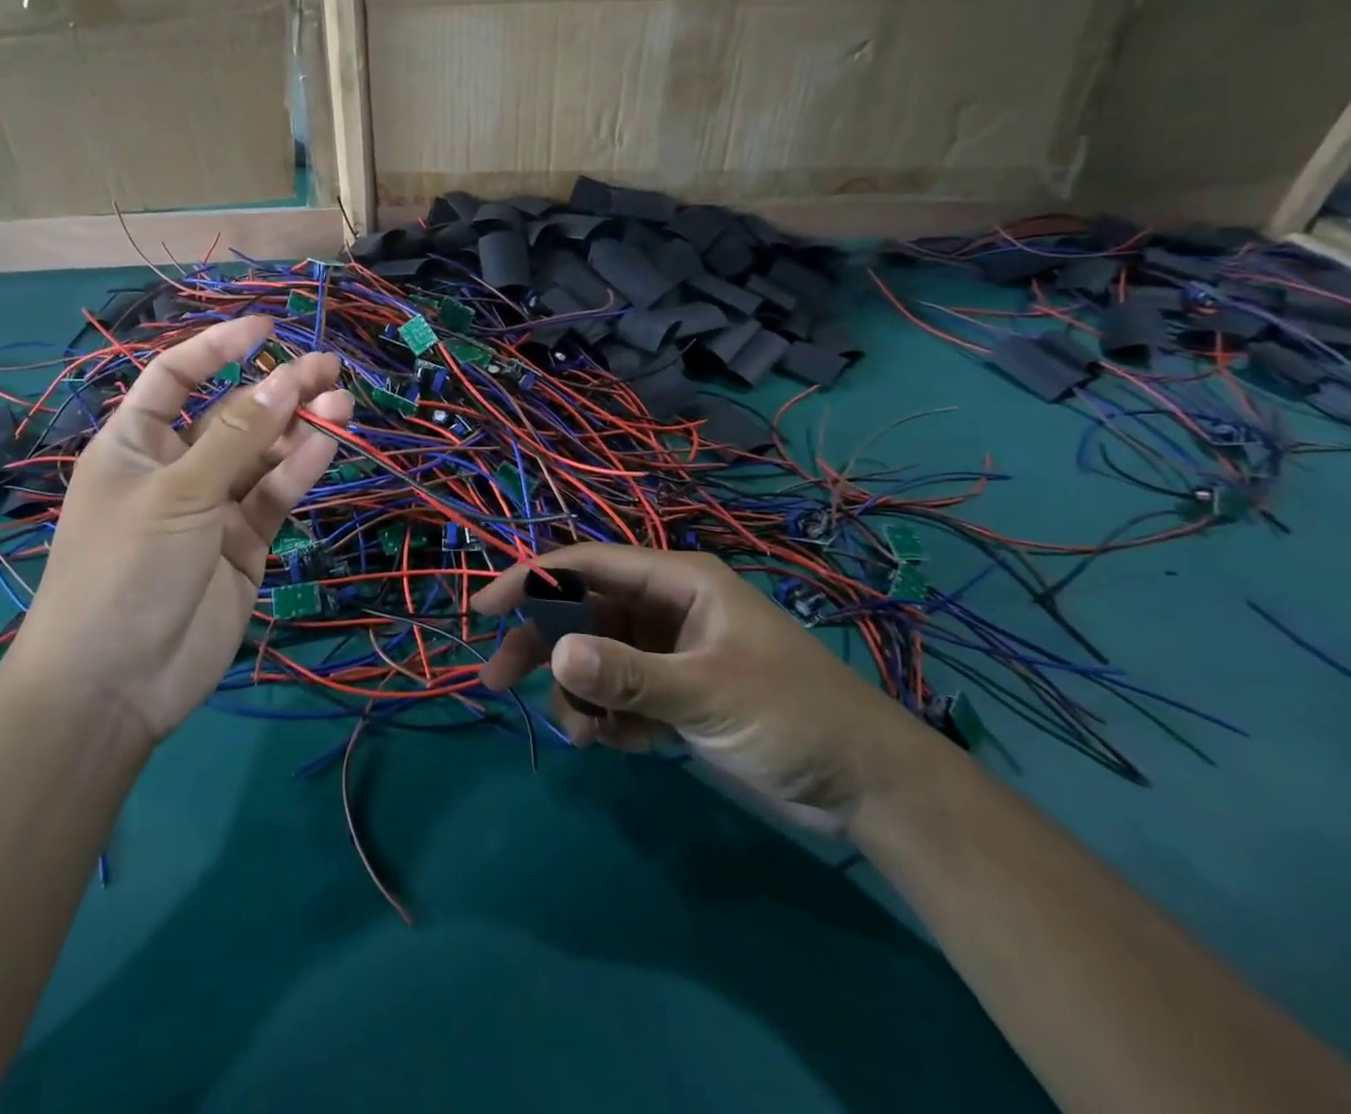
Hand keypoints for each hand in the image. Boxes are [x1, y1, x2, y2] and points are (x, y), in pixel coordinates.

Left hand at [10, 316, 352, 746]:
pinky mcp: (245, 544)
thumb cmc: (124, 569)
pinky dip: (301, 468)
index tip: (266, 328)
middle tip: (329, 367)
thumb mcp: (178, 492)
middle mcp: (176, 468)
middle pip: (232, 414)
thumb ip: (236, 437)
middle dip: (277, 389)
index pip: (175, 377)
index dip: (216, 348)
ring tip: (342, 402)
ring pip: (264, 455)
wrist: (116, 684)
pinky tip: (330, 441)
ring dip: (299, 427)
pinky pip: (275, 495)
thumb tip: (283, 379)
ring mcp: (213, 508)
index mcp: (135, 444)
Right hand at [476, 545, 935, 834]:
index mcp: (677, 581)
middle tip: (500, 682)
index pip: (588, 565)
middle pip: (583, 613)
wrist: (866, 785)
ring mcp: (669, 651)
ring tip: (585, 735)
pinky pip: (619, 694)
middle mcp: (666, 607)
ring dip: (580, 693)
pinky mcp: (674, 693)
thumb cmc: (792, 715)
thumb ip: (629, 675)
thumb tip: (555, 656)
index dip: (532, 581)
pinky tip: (618, 745)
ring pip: (596, 658)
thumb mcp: (706, 692)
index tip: (485, 609)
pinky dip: (608, 717)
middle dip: (544, 646)